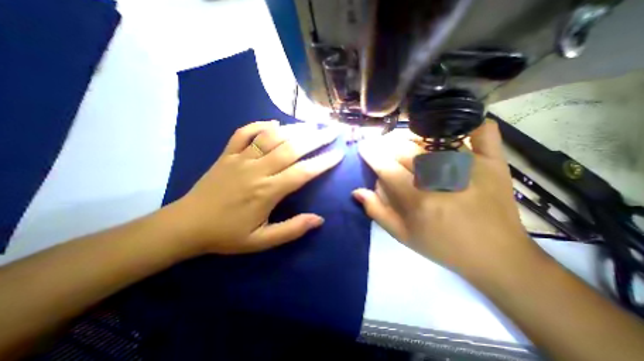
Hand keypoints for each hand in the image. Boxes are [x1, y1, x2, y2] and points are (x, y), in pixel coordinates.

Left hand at [168, 122, 343, 256]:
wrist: (186, 225)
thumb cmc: (227, 235)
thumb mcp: (261, 241)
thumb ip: (291, 230)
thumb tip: (319, 220)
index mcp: (267, 191)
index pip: (303, 172)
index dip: (323, 162)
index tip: (338, 154)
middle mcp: (257, 170)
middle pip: (291, 148)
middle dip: (315, 138)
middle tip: (331, 131)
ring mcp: (240, 159)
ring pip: (271, 137)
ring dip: (294, 129)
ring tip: (312, 124)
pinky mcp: (226, 154)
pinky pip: (243, 133)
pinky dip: (259, 124)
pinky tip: (273, 122)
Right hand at [351, 119, 541, 281]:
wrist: (497, 256)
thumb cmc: (443, 246)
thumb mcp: (403, 235)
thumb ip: (377, 211)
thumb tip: (357, 191)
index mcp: (418, 200)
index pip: (387, 167)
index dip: (371, 155)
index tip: (364, 147)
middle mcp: (442, 179)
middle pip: (406, 150)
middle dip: (387, 145)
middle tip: (381, 147)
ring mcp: (470, 166)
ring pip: (431, 139)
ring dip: (411, 137)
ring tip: (402, 142)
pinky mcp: (493, 163)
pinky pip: (481, 133)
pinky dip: (468, 124)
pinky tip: (452, 125)